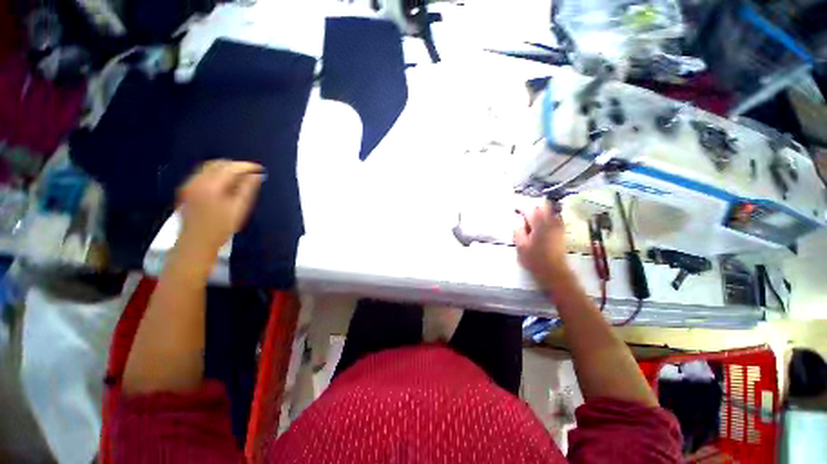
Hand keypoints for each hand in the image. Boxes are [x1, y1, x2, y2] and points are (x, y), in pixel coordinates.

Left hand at [178, 160, 263, 254]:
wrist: (196, 242)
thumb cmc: (221, 228)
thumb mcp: (239, 209)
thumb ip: (248, 189)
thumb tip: (256, 176)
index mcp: (212, 186)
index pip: (231, 168)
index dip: (247, 166)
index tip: (259, 169)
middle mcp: (197, 181)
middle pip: (218, 164)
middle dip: (235, 166)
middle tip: (250, 173)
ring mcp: (189, 184)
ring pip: (208, 167)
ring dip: (225, 169)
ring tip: (239, 177)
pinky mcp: (186, 189)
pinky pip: (202, 174)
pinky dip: (215, 174)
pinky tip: (224, 184)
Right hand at [514, 202, 570, 283]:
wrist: (553, 271)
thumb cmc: (534, 259)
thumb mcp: (520, 245)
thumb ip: (518, 230)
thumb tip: (517, 220)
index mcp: (539, 223)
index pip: (529, 209)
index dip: (521, 208)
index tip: (515, 210)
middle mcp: (551, 222)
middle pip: (543, 207)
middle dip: (533, 209)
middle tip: (524, 216)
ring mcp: (558, 227)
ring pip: (550, 212)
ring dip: (541, 213)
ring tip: (532, 221)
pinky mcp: (561, 233)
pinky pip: (555, 220)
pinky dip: (548, 219)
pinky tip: (541, 228)